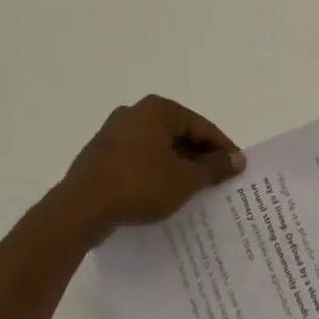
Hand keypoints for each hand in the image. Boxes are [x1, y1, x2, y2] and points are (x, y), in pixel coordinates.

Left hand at [44, 96, 244, 244]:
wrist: (80, 209)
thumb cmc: (139, 185)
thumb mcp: (185, 179)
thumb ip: (214, 168)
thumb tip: (238, 159)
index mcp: (157, 110)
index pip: (200, 126)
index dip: (222, 148)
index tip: (237, 168)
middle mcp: (134, 113)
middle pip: (178, 134)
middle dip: (199, 158)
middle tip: (218, 181)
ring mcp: (113, 134)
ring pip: (157, 148)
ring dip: (177, 167)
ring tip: (194, 191)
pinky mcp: (100, 156)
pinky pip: (138, 160)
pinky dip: (155, 173)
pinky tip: (163, 194)